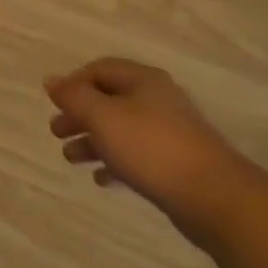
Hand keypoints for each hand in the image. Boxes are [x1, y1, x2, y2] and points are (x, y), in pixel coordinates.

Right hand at [46, 59, 258, 244]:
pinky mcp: (176, 164)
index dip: (73, 83)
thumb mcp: (103, 116)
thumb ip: (74, 97)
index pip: (99, 69)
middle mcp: (157, 100)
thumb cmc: (151, 147)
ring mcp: (169, 133)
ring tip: (71, 158)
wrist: (215, 198)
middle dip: (79, 115)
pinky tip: (101, 179)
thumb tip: (51, 81)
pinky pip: (136, 156)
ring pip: (120, 129)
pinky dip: (115, 163)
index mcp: (143, 80)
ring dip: (93, 140)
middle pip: (109, 100)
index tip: (54, 105)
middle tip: (56, 133)